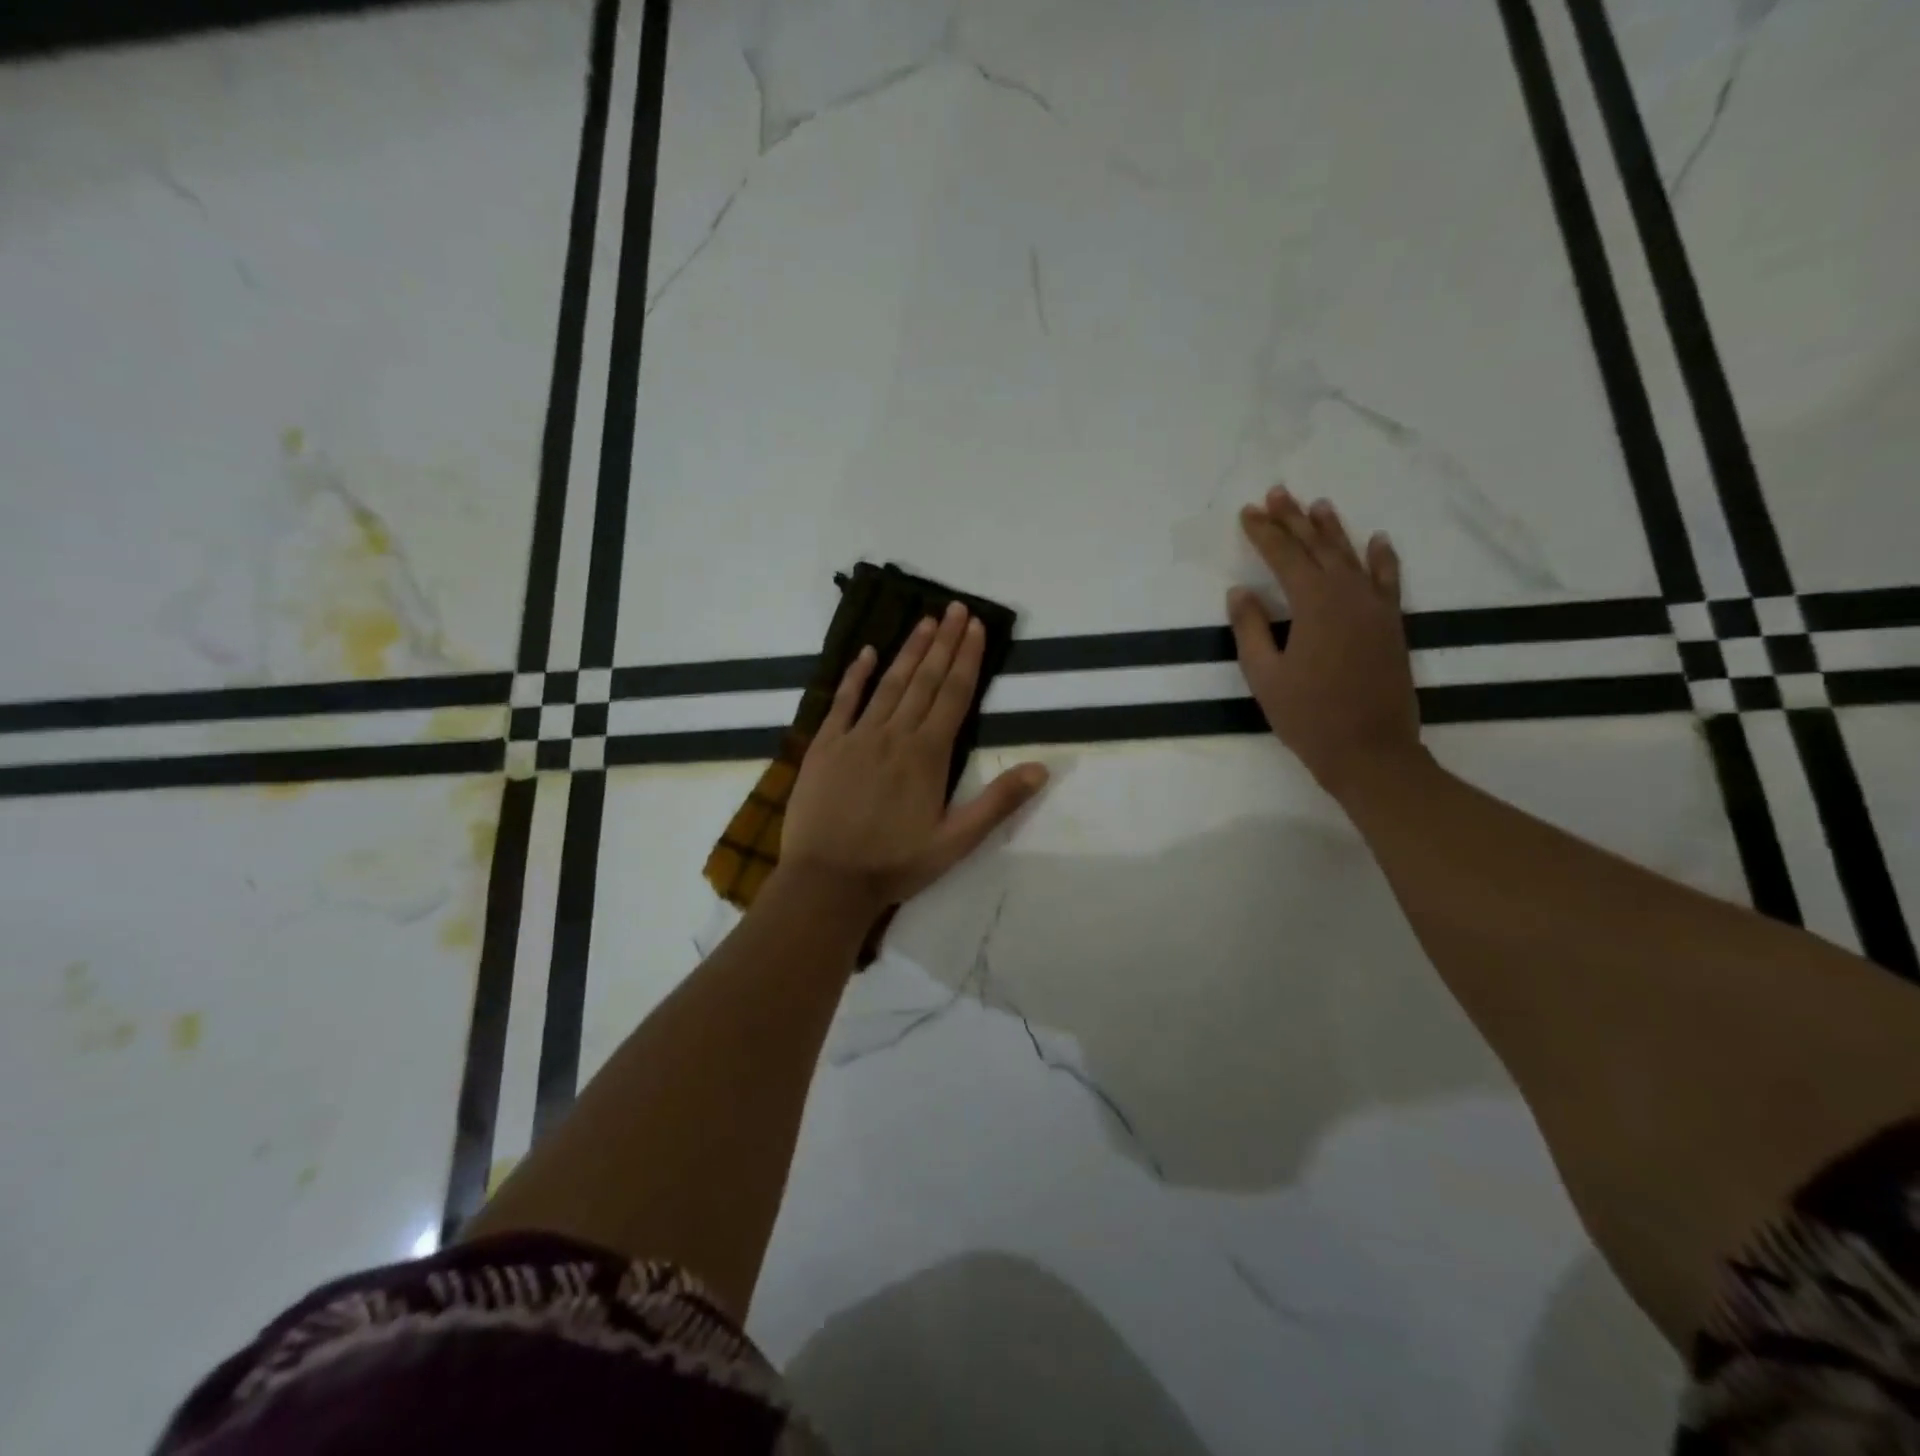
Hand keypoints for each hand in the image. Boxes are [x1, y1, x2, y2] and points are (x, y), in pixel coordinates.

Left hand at [780, 602, 1048, 915]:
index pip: (953, 695)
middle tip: (956, 608)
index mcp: (927, 755)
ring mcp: (856, 736)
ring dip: (909, 650)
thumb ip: (998, 803)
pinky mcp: (824, 746)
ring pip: (889, 684)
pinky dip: (856, 676)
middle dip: (944, 642)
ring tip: (926, 621)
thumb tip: (1042, 767)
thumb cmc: (894, 864)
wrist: (827, 881)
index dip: (967, 658)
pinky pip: (843, 702)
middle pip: (924, 680)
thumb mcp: (956, 842)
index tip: (976, 626)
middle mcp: (894, 735)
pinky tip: (867, 652)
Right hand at [1227, 486, 1421, 795]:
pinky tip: (1376, 539)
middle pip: (1319, 548)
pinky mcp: (1391, 625)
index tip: (1248, 512)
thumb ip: (1251, 628)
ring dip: (1332, 530)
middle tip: (1276, 494)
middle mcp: (1349, 595)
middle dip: (1294, 520)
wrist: (1370, 751)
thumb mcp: (1264, 675)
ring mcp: (1376, 608)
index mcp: (1314, 604)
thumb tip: (1240, 592)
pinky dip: (1381, 557)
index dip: (1264, 533)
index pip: (1285, 557)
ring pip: (1352, 557)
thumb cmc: (1308, 716)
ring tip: (1317, 506)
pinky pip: (1387, 579)